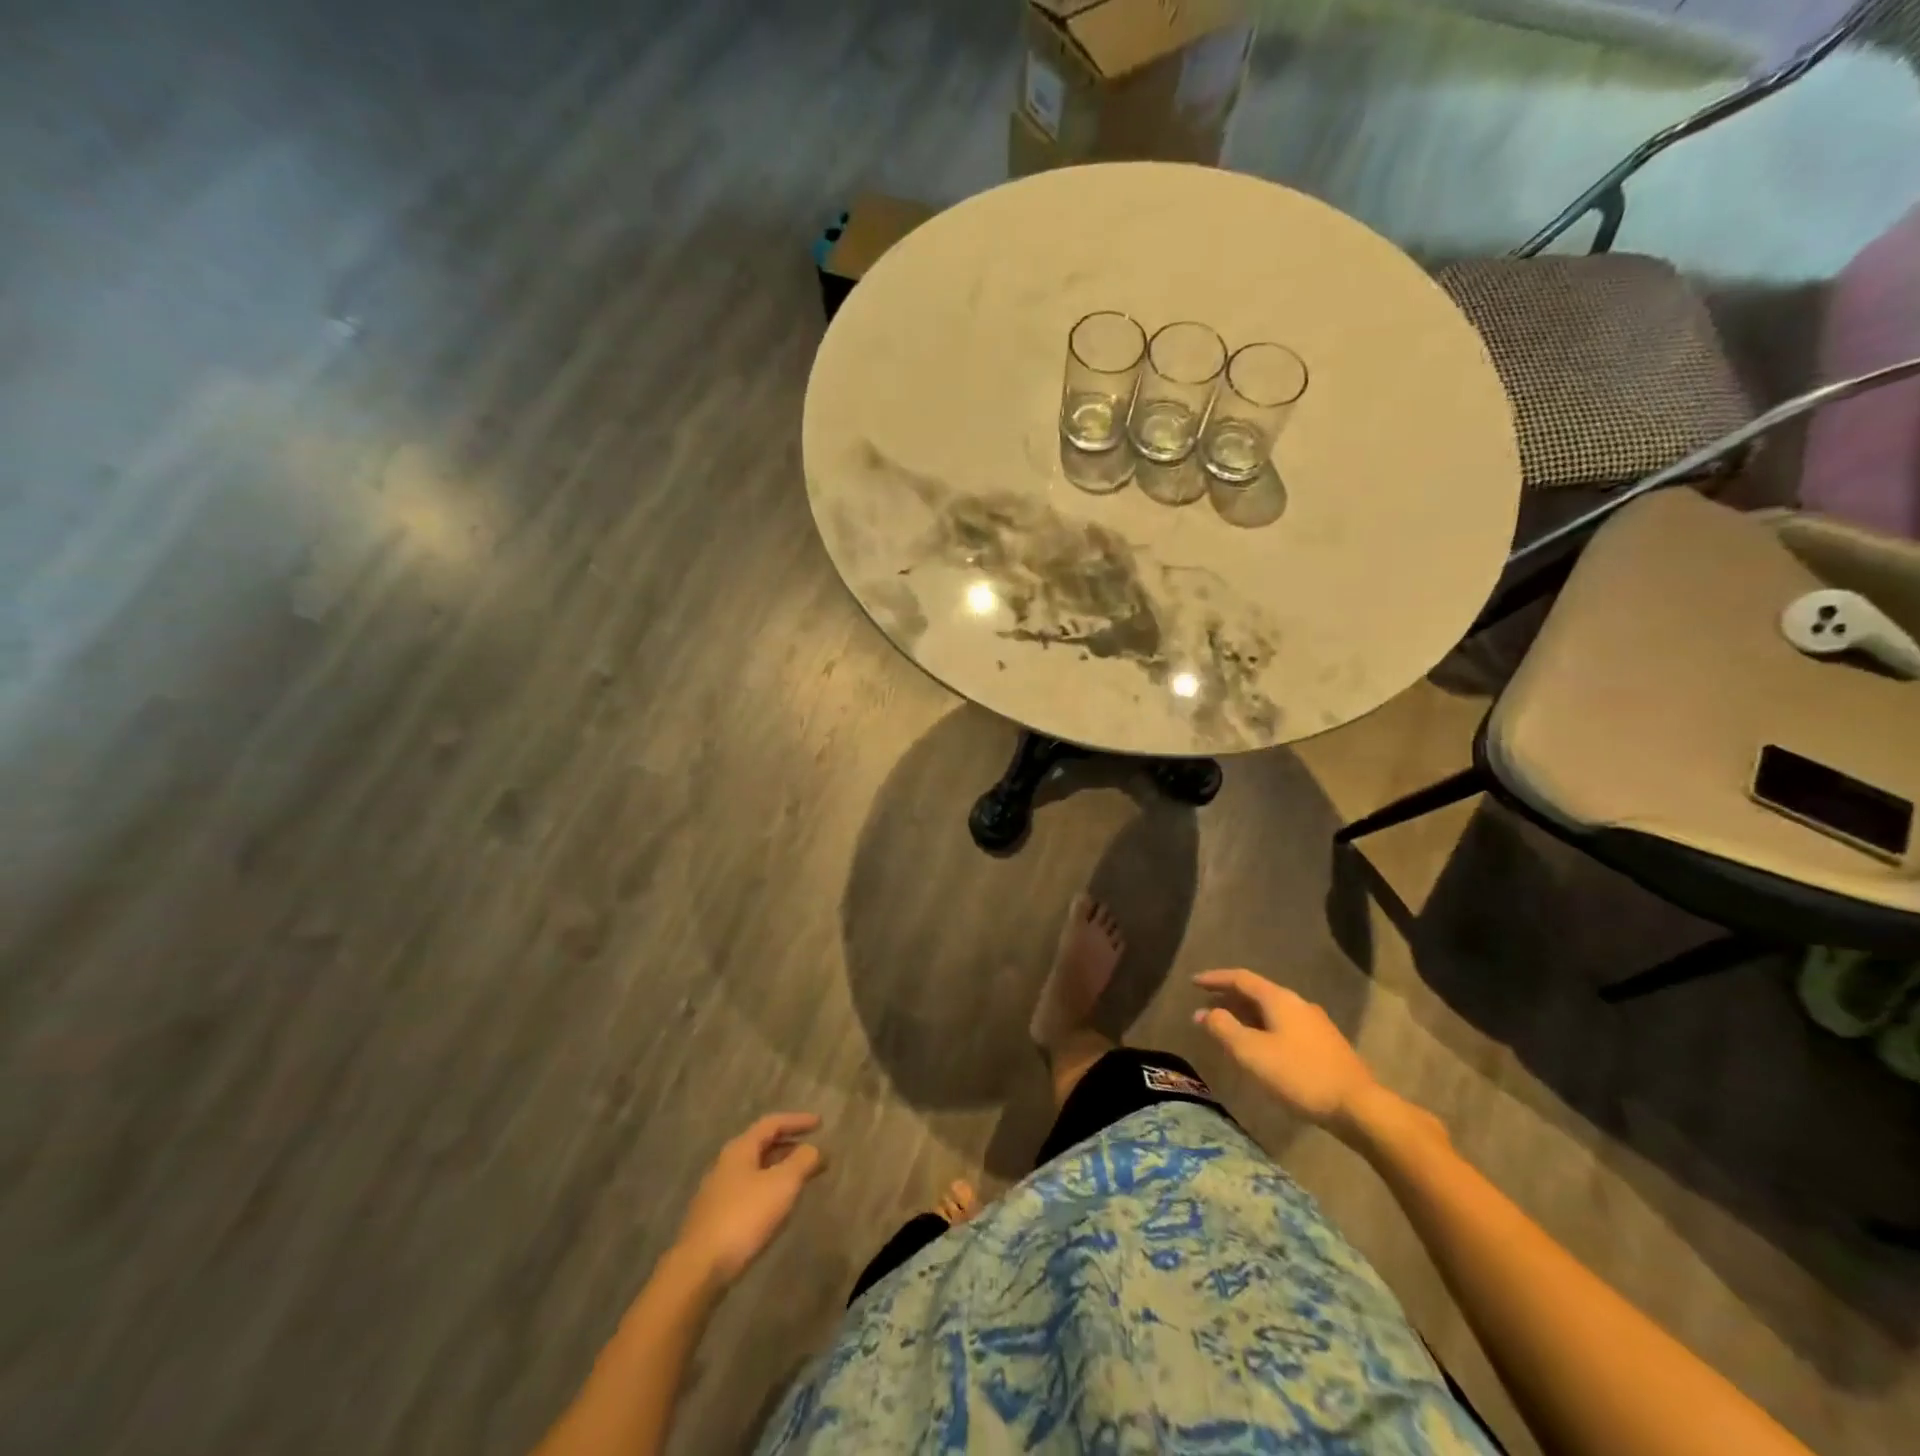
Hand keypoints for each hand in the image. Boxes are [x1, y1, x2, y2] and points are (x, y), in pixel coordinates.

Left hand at [673, 1113, 825, 1288]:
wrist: (698, 1270)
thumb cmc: (744, 1218)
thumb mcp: (782, 1185)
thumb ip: (802, 1161)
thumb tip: (814, 1149)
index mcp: (740, 1149)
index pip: (772, 1123)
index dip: (797, 1120)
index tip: (820, 1123)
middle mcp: (725, 1164)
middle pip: (762, 1146)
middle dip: (790, 1146)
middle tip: (814, 1153)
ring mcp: (717, 1192)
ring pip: (755, 1170)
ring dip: (780, 1169)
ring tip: (801, 1180)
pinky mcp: (714, 1218)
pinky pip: (748, 1192)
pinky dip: (768, 1190)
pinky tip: (777, 1207)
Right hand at [1194, 970, 1377, 1132]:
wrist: (1359, 1107)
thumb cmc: (1300, 1075)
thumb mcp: (1252, 1052)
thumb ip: (1224, 1029)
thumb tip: (1204, 1012)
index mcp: (1279, 999)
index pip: (1241, 978)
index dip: (1215, 978)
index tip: (1193, 982)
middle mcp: (1298, 1003)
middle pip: (1257, 993)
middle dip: (1229, 999)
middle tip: (1206, 1009)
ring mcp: (1315, 1024)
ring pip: (1271, 1011)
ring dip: (1246, 1016)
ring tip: (1228, 1029)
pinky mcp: (1325, 1045)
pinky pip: (1284, 1026)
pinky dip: (1263, 1028)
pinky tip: (1260, 1048)